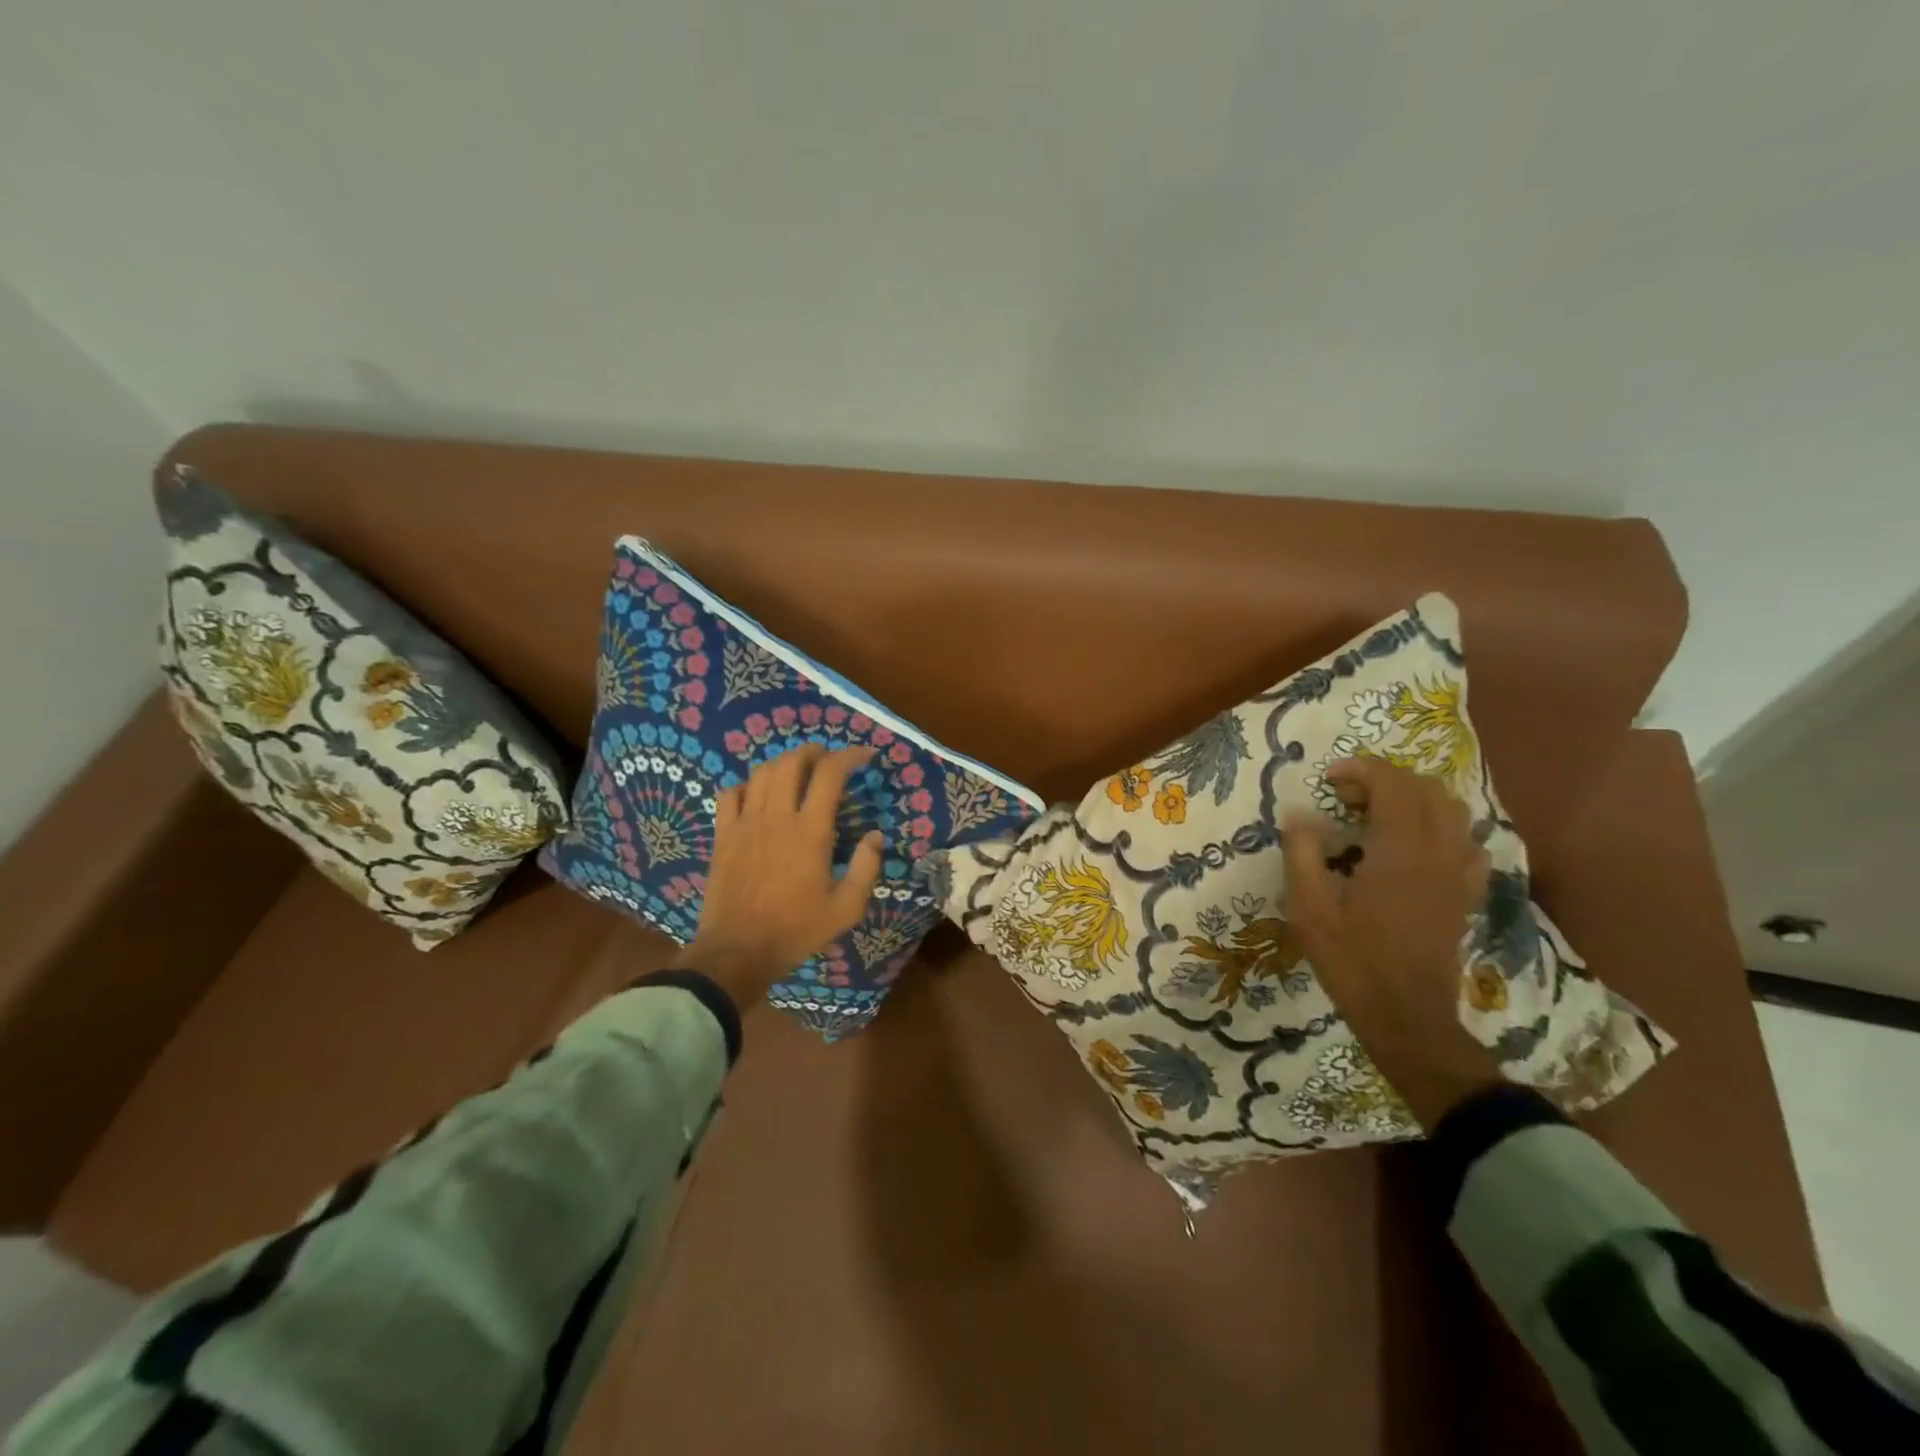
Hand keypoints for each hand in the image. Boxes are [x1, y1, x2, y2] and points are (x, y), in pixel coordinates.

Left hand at [683, 744, 884, 1011]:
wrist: (738, 951)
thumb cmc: (796, 930)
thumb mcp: (846, 908)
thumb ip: (866, 868)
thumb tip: (874, 835)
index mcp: (810, 830)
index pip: (830, 773)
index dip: (849, 756)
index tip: (865, 756)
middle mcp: (777, 816)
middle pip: (791, 762)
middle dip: (813, 752)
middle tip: (827, 759)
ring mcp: (745, 823)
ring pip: (761, 773)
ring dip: (782, 764)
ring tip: (795, 772)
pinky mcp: (723, 835)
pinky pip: (730, 794)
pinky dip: (747, 786)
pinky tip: (756, 796)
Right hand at [1281, 758, 1499, 1129]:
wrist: (1407, 1017)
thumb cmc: (1352, 961)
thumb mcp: (1309, 908)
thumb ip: (1303, 853)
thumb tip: (1298, 812)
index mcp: (1399, 853)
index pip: (1393, 786)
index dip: (1362, 770)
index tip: (1330, 779)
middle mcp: (1438, 854)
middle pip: (1427, 790)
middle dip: (1387, 779)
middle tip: (1348, 796)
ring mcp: (1458, 875)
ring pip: (1453, 812)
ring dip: (1416, 799)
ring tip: (1379, 814)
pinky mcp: (1465, 894)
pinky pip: (1467, 844)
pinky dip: (1442, 829)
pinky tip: (1415, 846)